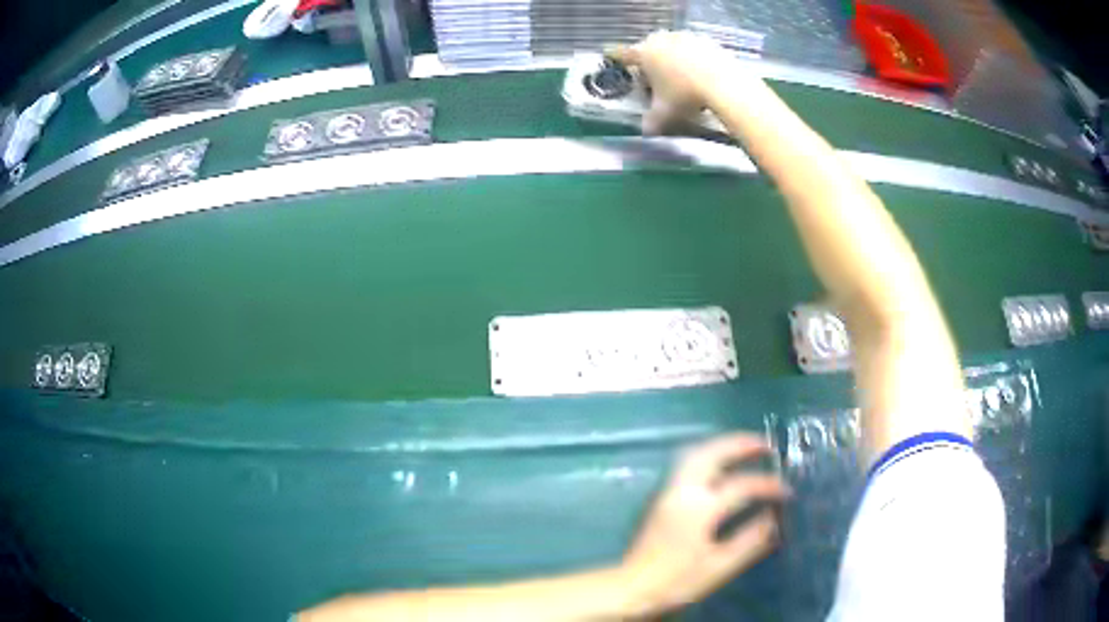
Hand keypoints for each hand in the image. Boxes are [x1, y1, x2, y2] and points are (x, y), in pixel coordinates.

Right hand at [607, 31, 747, 133]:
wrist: (724, 85)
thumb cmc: (686, 96)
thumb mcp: (665, 113)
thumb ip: (651, 121)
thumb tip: (645, 132)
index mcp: (645, 53)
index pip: (624, 53)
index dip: (615, 55)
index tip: (608, 53)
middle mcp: (662, 39)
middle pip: (649, 50)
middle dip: (650, 63)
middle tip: (656, 80)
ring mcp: (685, 37)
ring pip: (672, 48)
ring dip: (672, 60)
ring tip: (681, 79)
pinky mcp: (706, 40)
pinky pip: (694, 50)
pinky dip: (693, 60)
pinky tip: (701, 75)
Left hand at [619, 433, 788, 615]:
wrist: (632, 588)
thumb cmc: (677, 581)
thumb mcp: (719, 566)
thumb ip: (750, 540)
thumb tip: (774, 518)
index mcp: (699, 508)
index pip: (741, 485)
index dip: (768, 485)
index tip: (788, 491)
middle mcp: (682, 491)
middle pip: (712, 454)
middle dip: (741, 444)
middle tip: (768, 445)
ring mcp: (668, 492)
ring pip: (696, 455)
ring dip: (723, 446)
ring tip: (747, 449)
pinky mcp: (662, 498)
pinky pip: (688, 465)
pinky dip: (710, 456)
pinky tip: (723, 466)